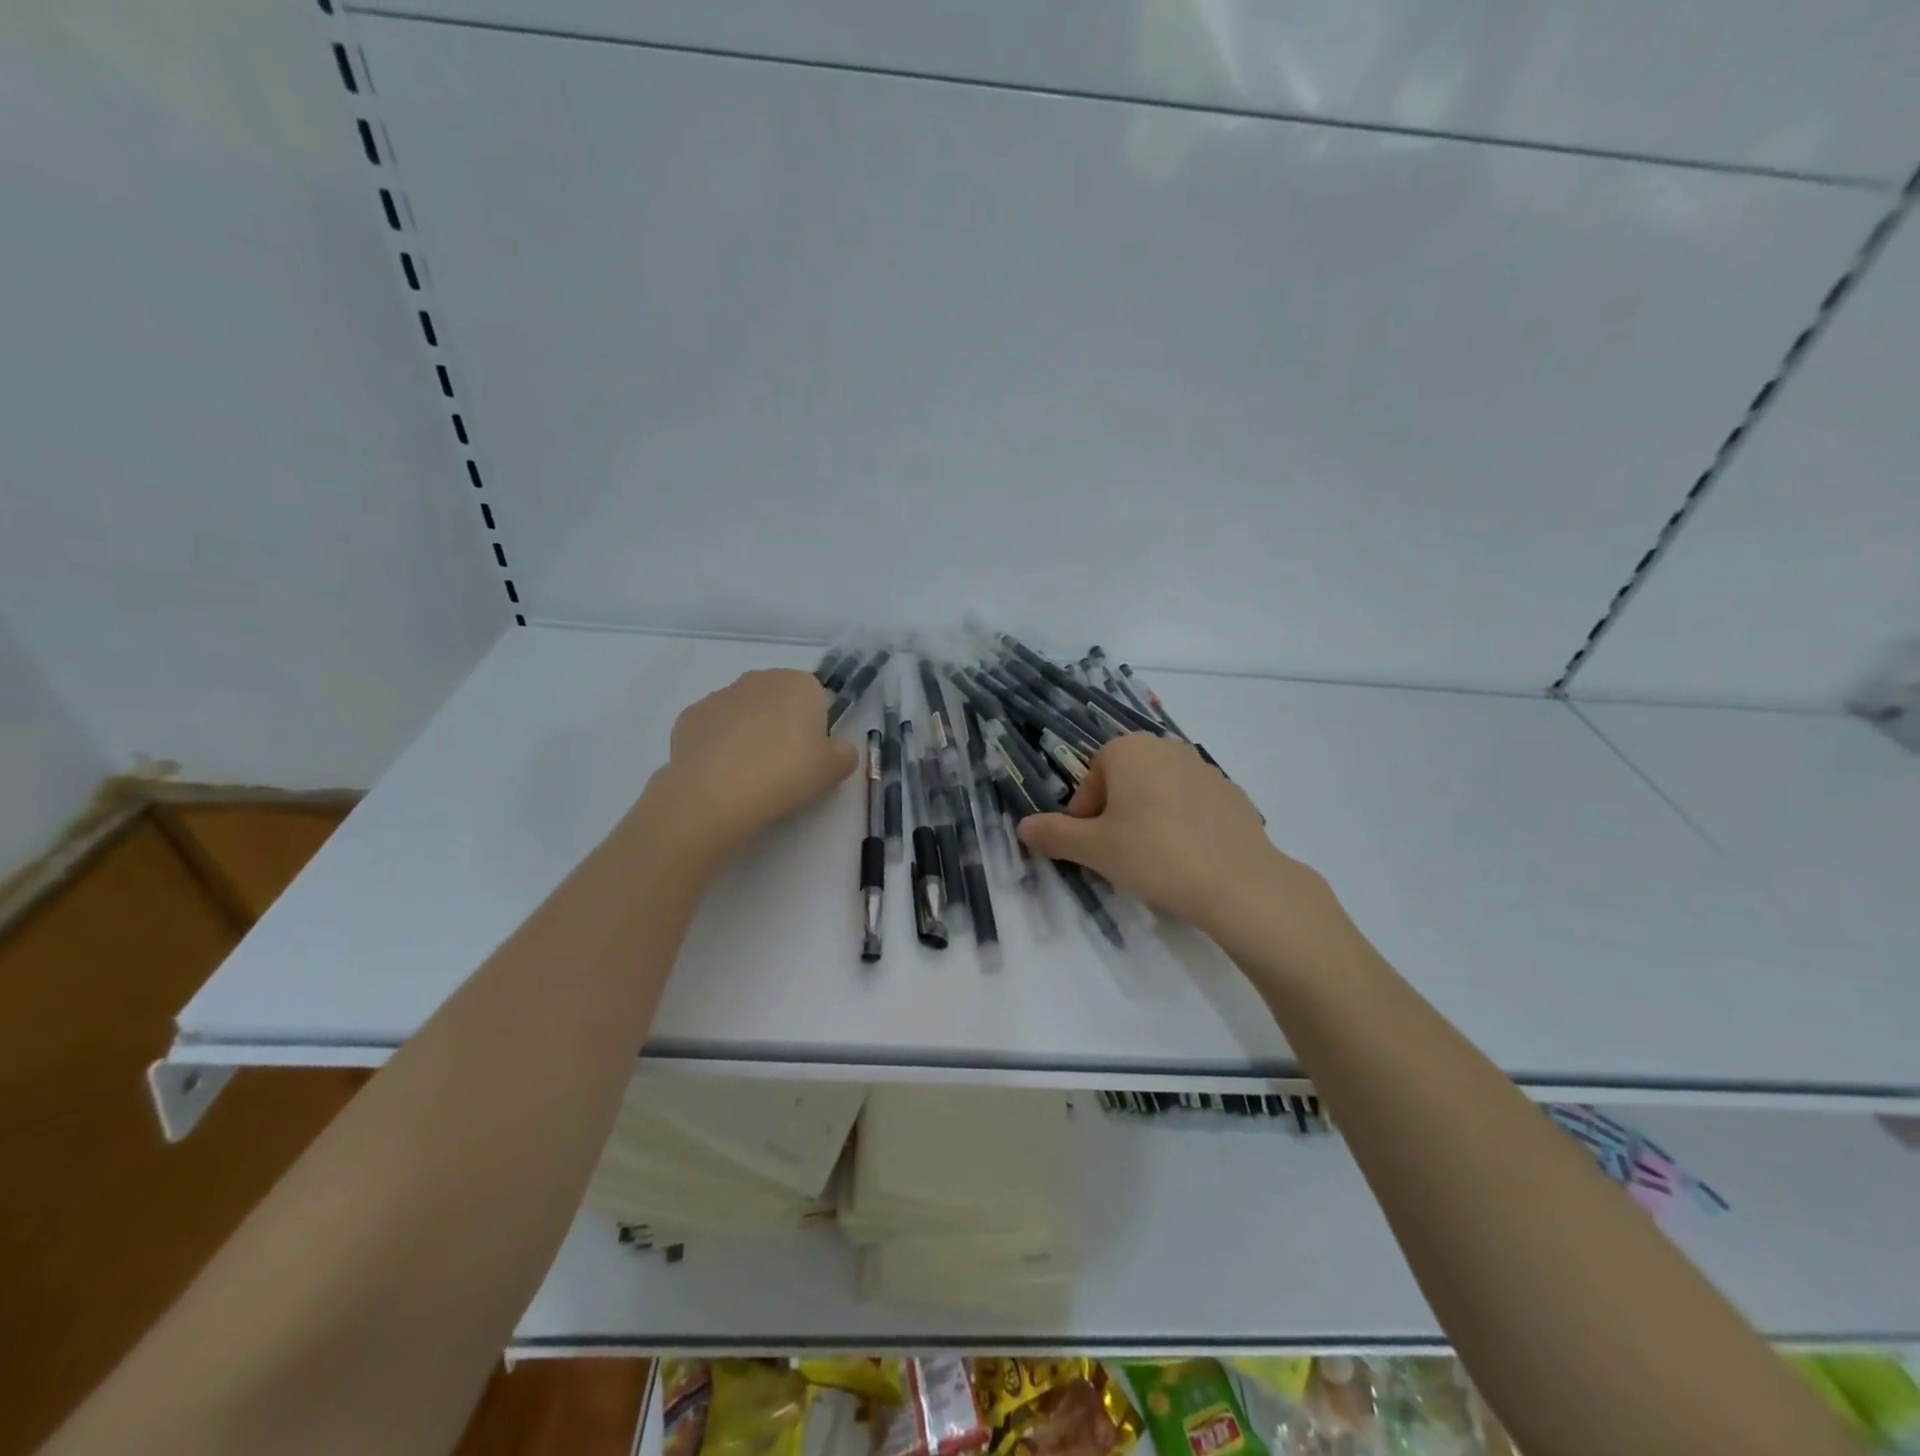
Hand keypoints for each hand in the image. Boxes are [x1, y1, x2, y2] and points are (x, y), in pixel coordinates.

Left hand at [643, 669, 857, 868]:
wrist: (715, 794)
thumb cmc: (786, 774)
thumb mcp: (835, 770)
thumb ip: (844, 753)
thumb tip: (835, 749)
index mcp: (799, 684)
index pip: (816, 699)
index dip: (815, 729)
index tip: (810, 757)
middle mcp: (759, 679)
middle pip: (778, 702)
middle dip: (781, 727)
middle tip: (783, 768)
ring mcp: (719, 695)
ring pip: (744, 714)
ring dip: (749, 736)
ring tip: (749, 777)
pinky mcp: (689, 717)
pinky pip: (714, 730)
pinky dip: (719, 747)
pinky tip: (721, 776)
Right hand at [1017, 734, 1346, 959]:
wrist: (1239, 882)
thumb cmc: (1153, 855)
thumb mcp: (1093, 849)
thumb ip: (1053, 834)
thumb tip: (1023, 827)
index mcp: (1129, 749)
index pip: (1091, 778)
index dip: (1085, 815)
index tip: (1093, 847)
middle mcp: (1166, 747)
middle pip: (1124, 781)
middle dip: (1115, 814)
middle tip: (1120, 854)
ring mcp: (1204, 768)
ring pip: (1158, 792)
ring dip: (1147, 818)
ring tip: (1155, 859)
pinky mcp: (1232, 793)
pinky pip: (1191, 805)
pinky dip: (1182, 825)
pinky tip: (1188, 858)